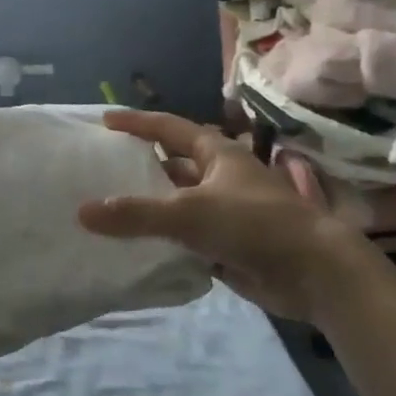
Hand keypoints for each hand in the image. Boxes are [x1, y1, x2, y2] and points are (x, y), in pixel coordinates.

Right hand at [77, 110, 389, 325]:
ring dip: (150, 207)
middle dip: (140, 167)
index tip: (104, 122)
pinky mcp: (227, 245)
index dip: (137, 123)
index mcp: (217, 154)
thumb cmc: (254, 224)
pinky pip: (185, 239)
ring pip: (178, 205)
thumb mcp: (189, 213)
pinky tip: (134, 247)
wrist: (314, 272)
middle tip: (101, 170)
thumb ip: (136, 214)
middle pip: (172, 166)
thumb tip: (82, 211)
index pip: (169, 128)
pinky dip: (162, 241)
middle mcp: (220, 178)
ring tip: (108, 210)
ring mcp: (225, 213)